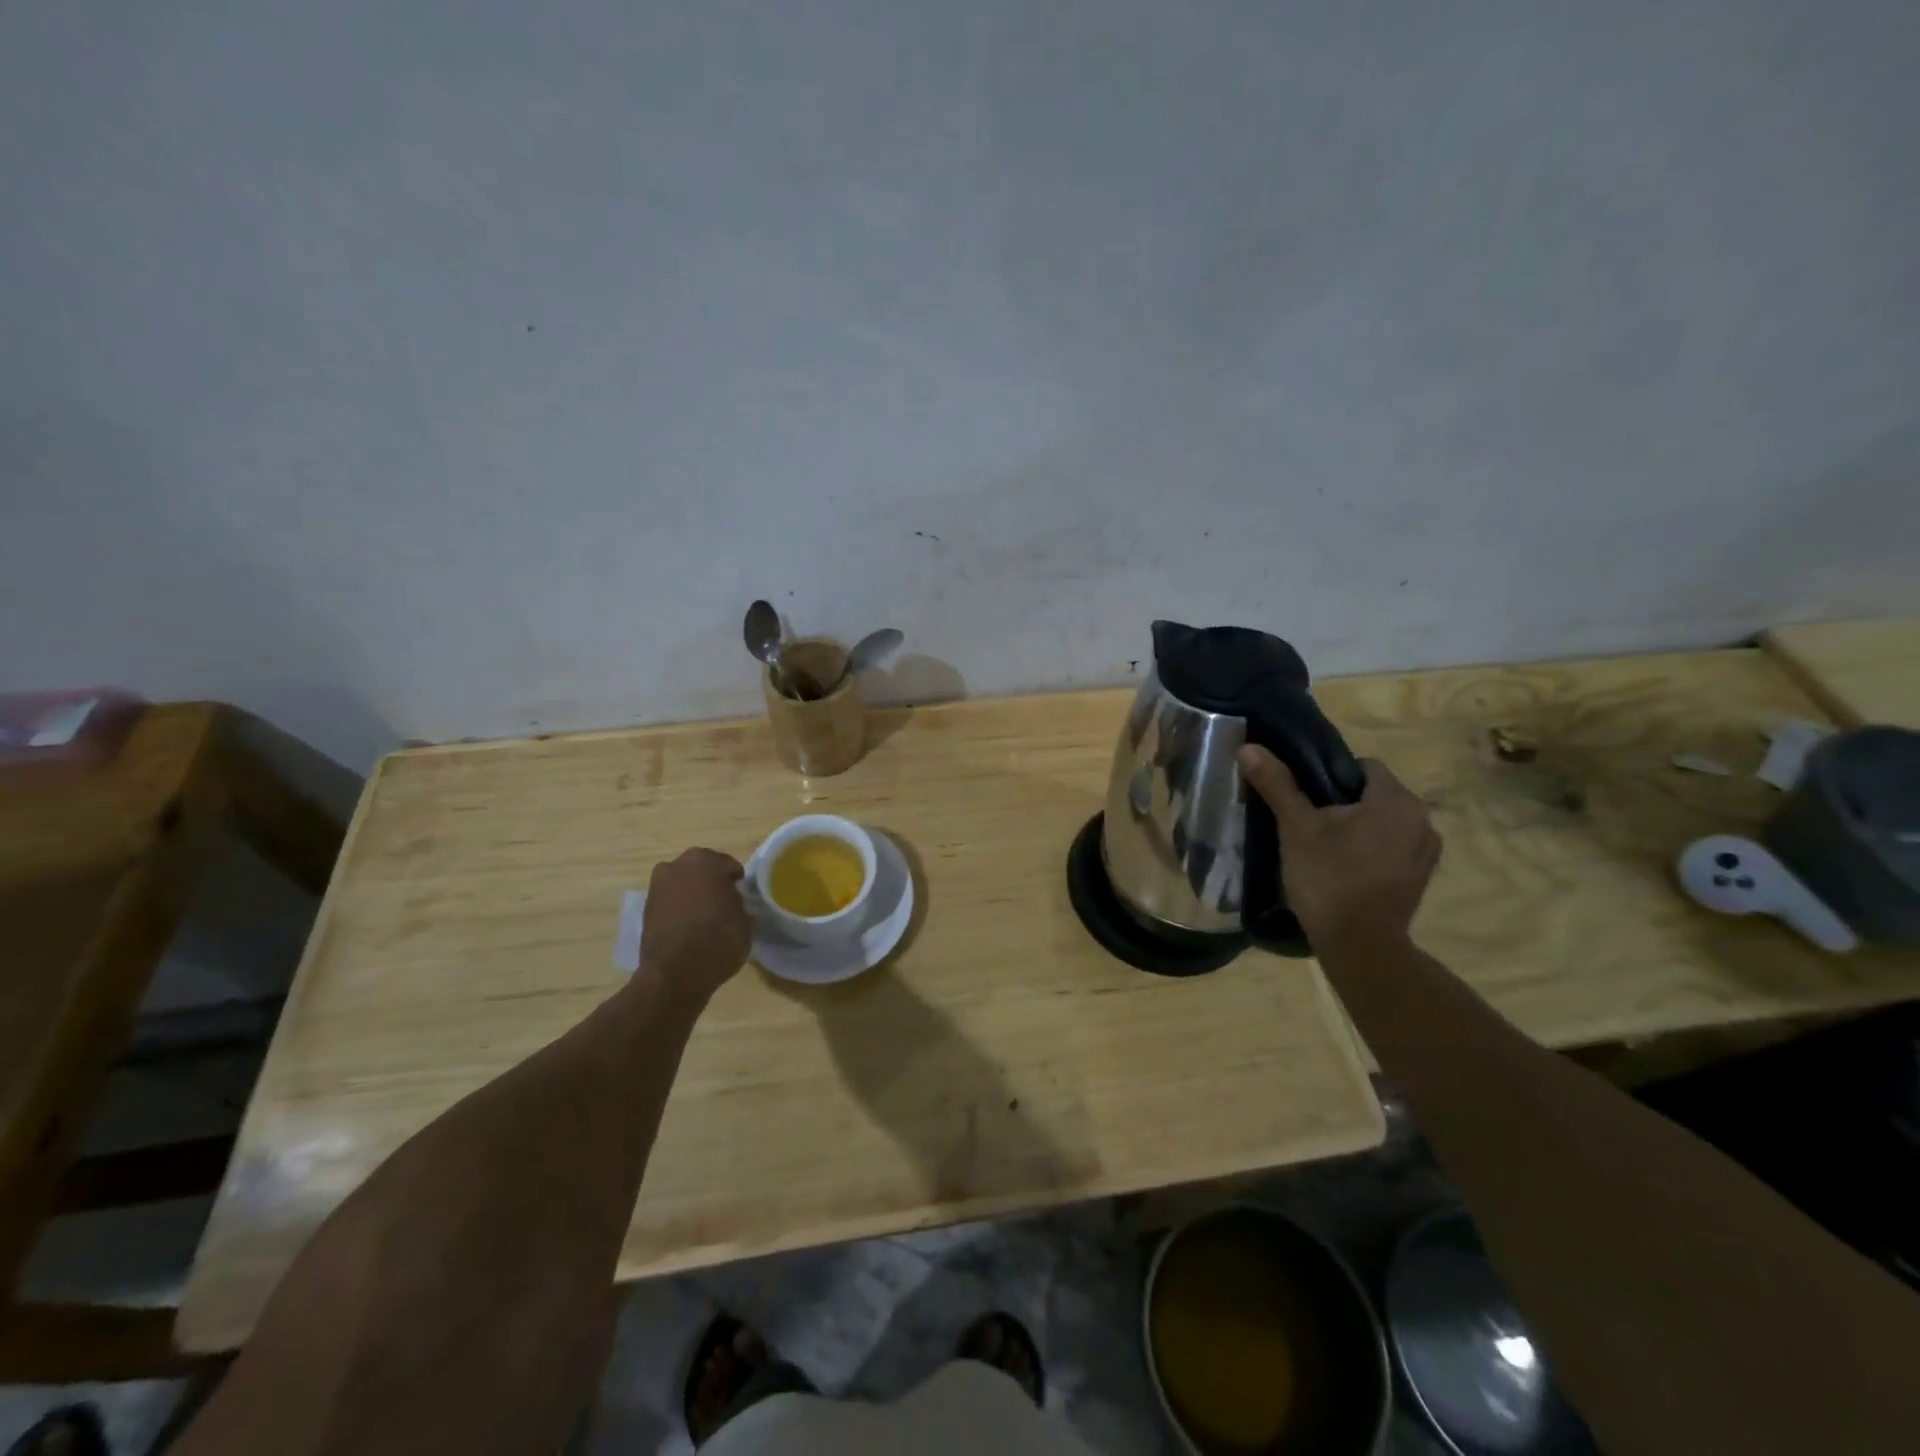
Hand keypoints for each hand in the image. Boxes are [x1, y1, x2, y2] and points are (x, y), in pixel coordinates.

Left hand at [640, 848, 751, 1001]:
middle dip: (712, 883)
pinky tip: (688, 928)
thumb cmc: (717, 941)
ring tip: (704, 918)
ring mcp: (658, 885)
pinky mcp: (645, 908)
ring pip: (684, 884)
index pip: (729, 866)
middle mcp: (678, 865)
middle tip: (724, 906)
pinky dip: (679, 909)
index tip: (741, 900)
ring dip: (693, 895)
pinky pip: (671, 901)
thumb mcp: (745, 921)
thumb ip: (739, 903)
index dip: (737, 883)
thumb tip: (731, 901)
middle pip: (702, 870)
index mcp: (705, 861)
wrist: (673, 975)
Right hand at [1237, 746, 1440, 949]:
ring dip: (1360, 828)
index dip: (1330, 775)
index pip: (1363, 766)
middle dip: (1343, 803)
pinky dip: (1373, 851)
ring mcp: (1426, 851)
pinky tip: (1346, 869)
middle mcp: (1421, 819)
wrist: (1359, 945)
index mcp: (1396, 800)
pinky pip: (1394, 848)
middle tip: (1307, 823)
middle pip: (1375, 794)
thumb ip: (1277, 785)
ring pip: (1385, 823)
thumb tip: (1248, 747)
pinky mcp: (1421, 878)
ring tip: (1325, 847)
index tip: (1304, 797)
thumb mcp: (1296, 828)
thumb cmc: (1328, 878)